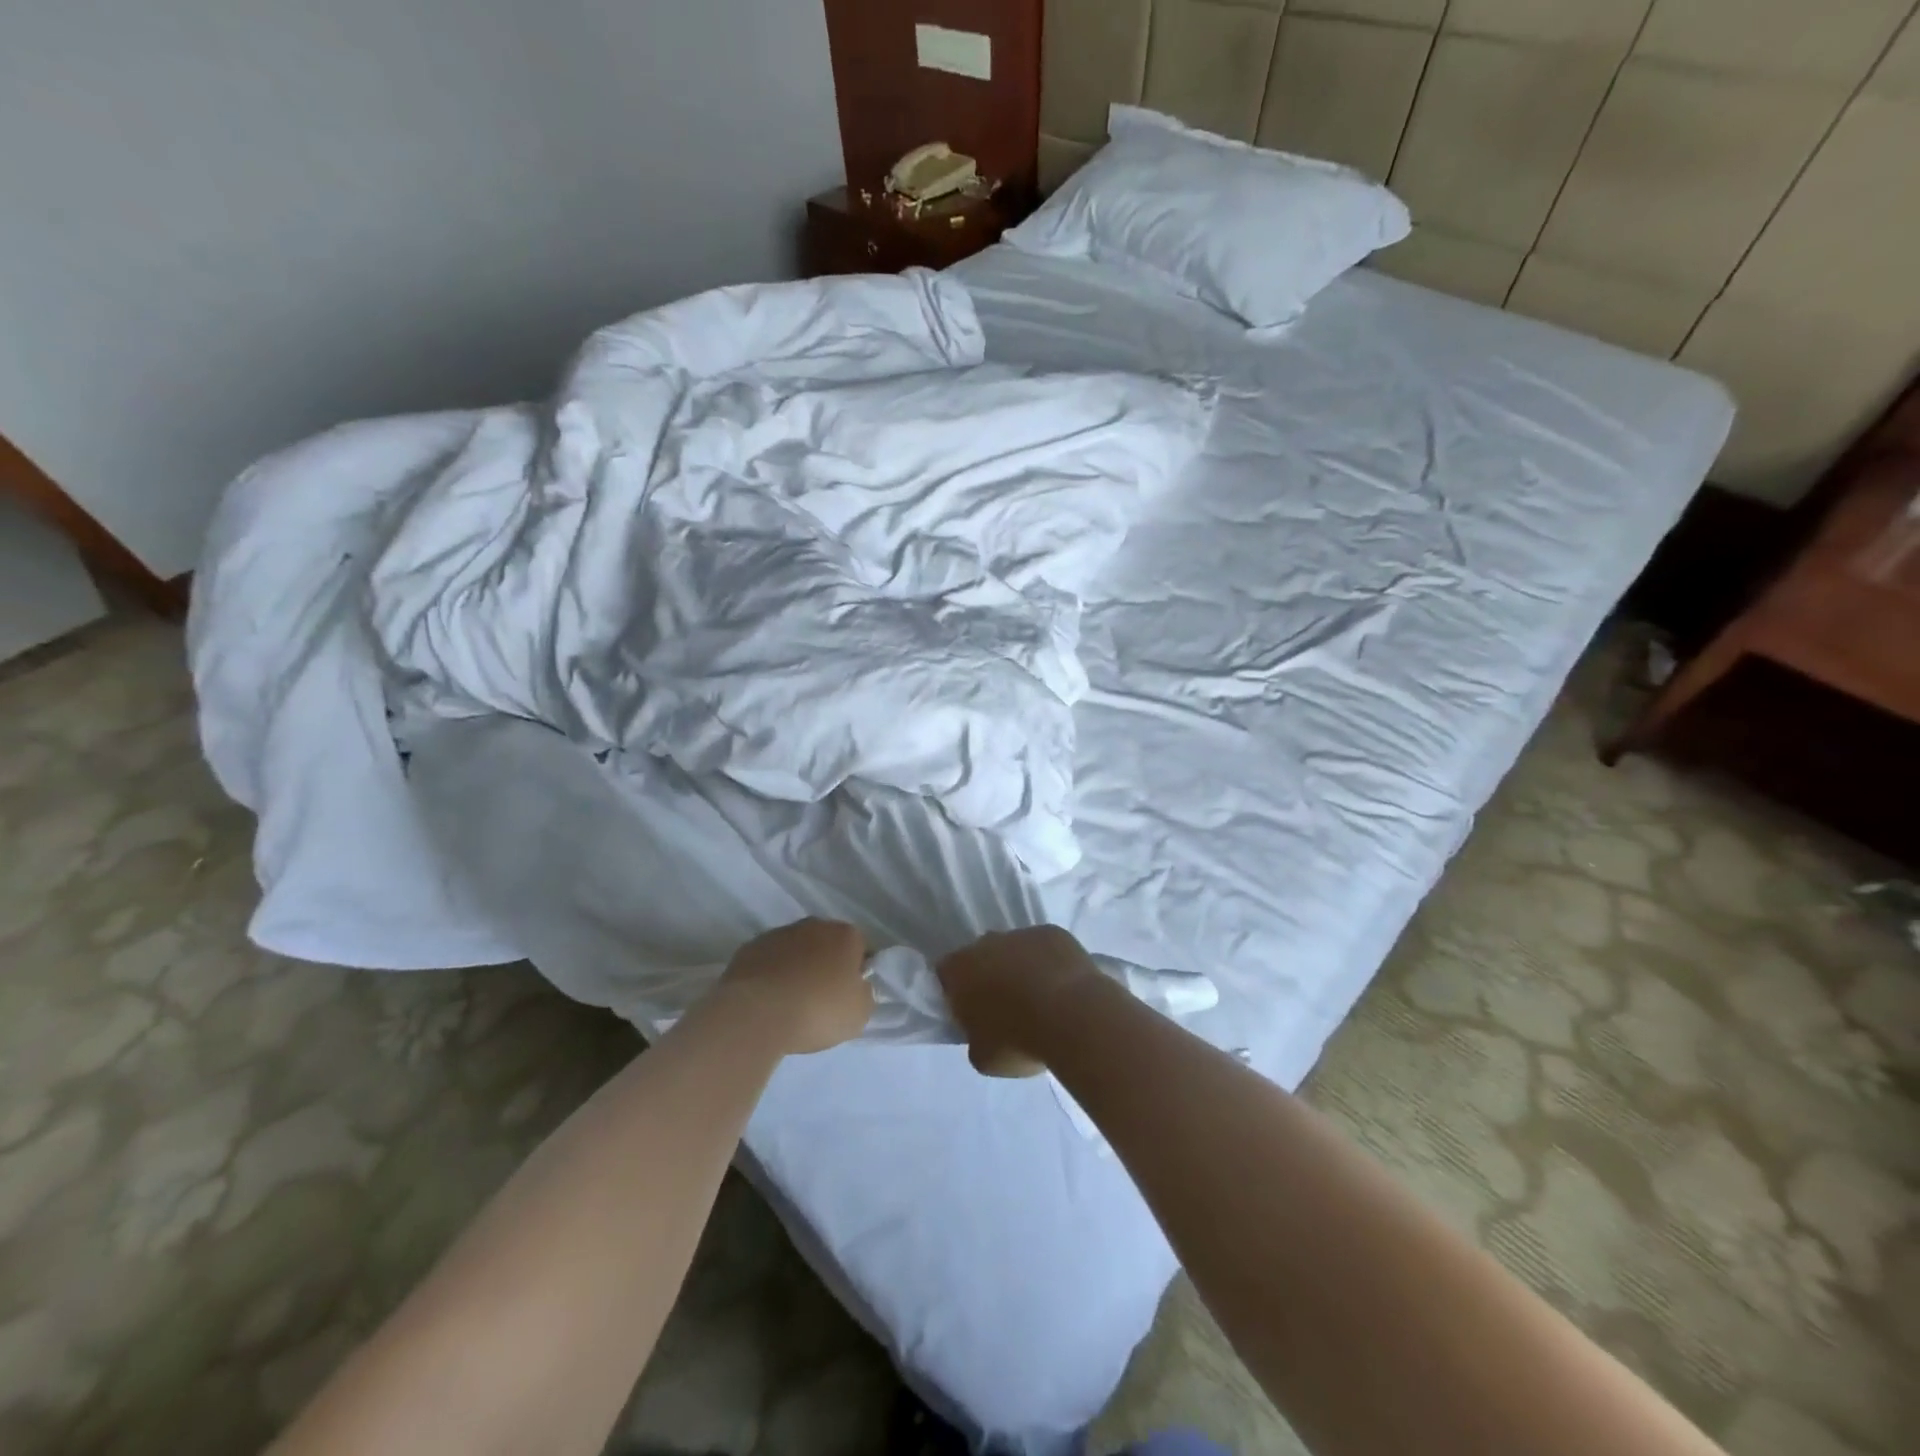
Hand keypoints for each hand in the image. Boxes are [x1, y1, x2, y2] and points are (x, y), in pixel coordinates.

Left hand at [716, 919, 872, 1055]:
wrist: (757, 1013)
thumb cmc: (818, 1010)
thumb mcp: (859, 1013)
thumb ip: (864, 994)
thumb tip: (856, 987)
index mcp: (845, 935)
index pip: (860, 947)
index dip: (857, 971)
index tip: (850, 994)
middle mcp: (814, 925)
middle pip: (827, 944)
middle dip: (826, 964)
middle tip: (821, 998)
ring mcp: (779, 934)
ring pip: (796, 949)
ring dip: (797, 967)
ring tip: (791, 1001)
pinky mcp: (749, 948)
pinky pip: (769, 960)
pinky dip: (771, 974)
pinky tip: (768, 999)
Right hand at [936, 926, 1105, 1077]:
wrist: (1071, 1016)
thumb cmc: (1018, 1039)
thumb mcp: (983, 1057)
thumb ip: (975, 1039)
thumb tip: (983, 1032)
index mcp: (959, 970)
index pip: (946, 973)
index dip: (956, 992)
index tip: (971, 1012)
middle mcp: (986, 943)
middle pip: (981, 956)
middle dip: (990, 976)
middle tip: (1007, 1007)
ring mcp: (1021, 933)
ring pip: (1015, 949)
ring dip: (1021, 968)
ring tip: (1042, 999)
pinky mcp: (1053, 932)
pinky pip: (1045, 947)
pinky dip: (1050, 962)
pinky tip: (1063, 986)